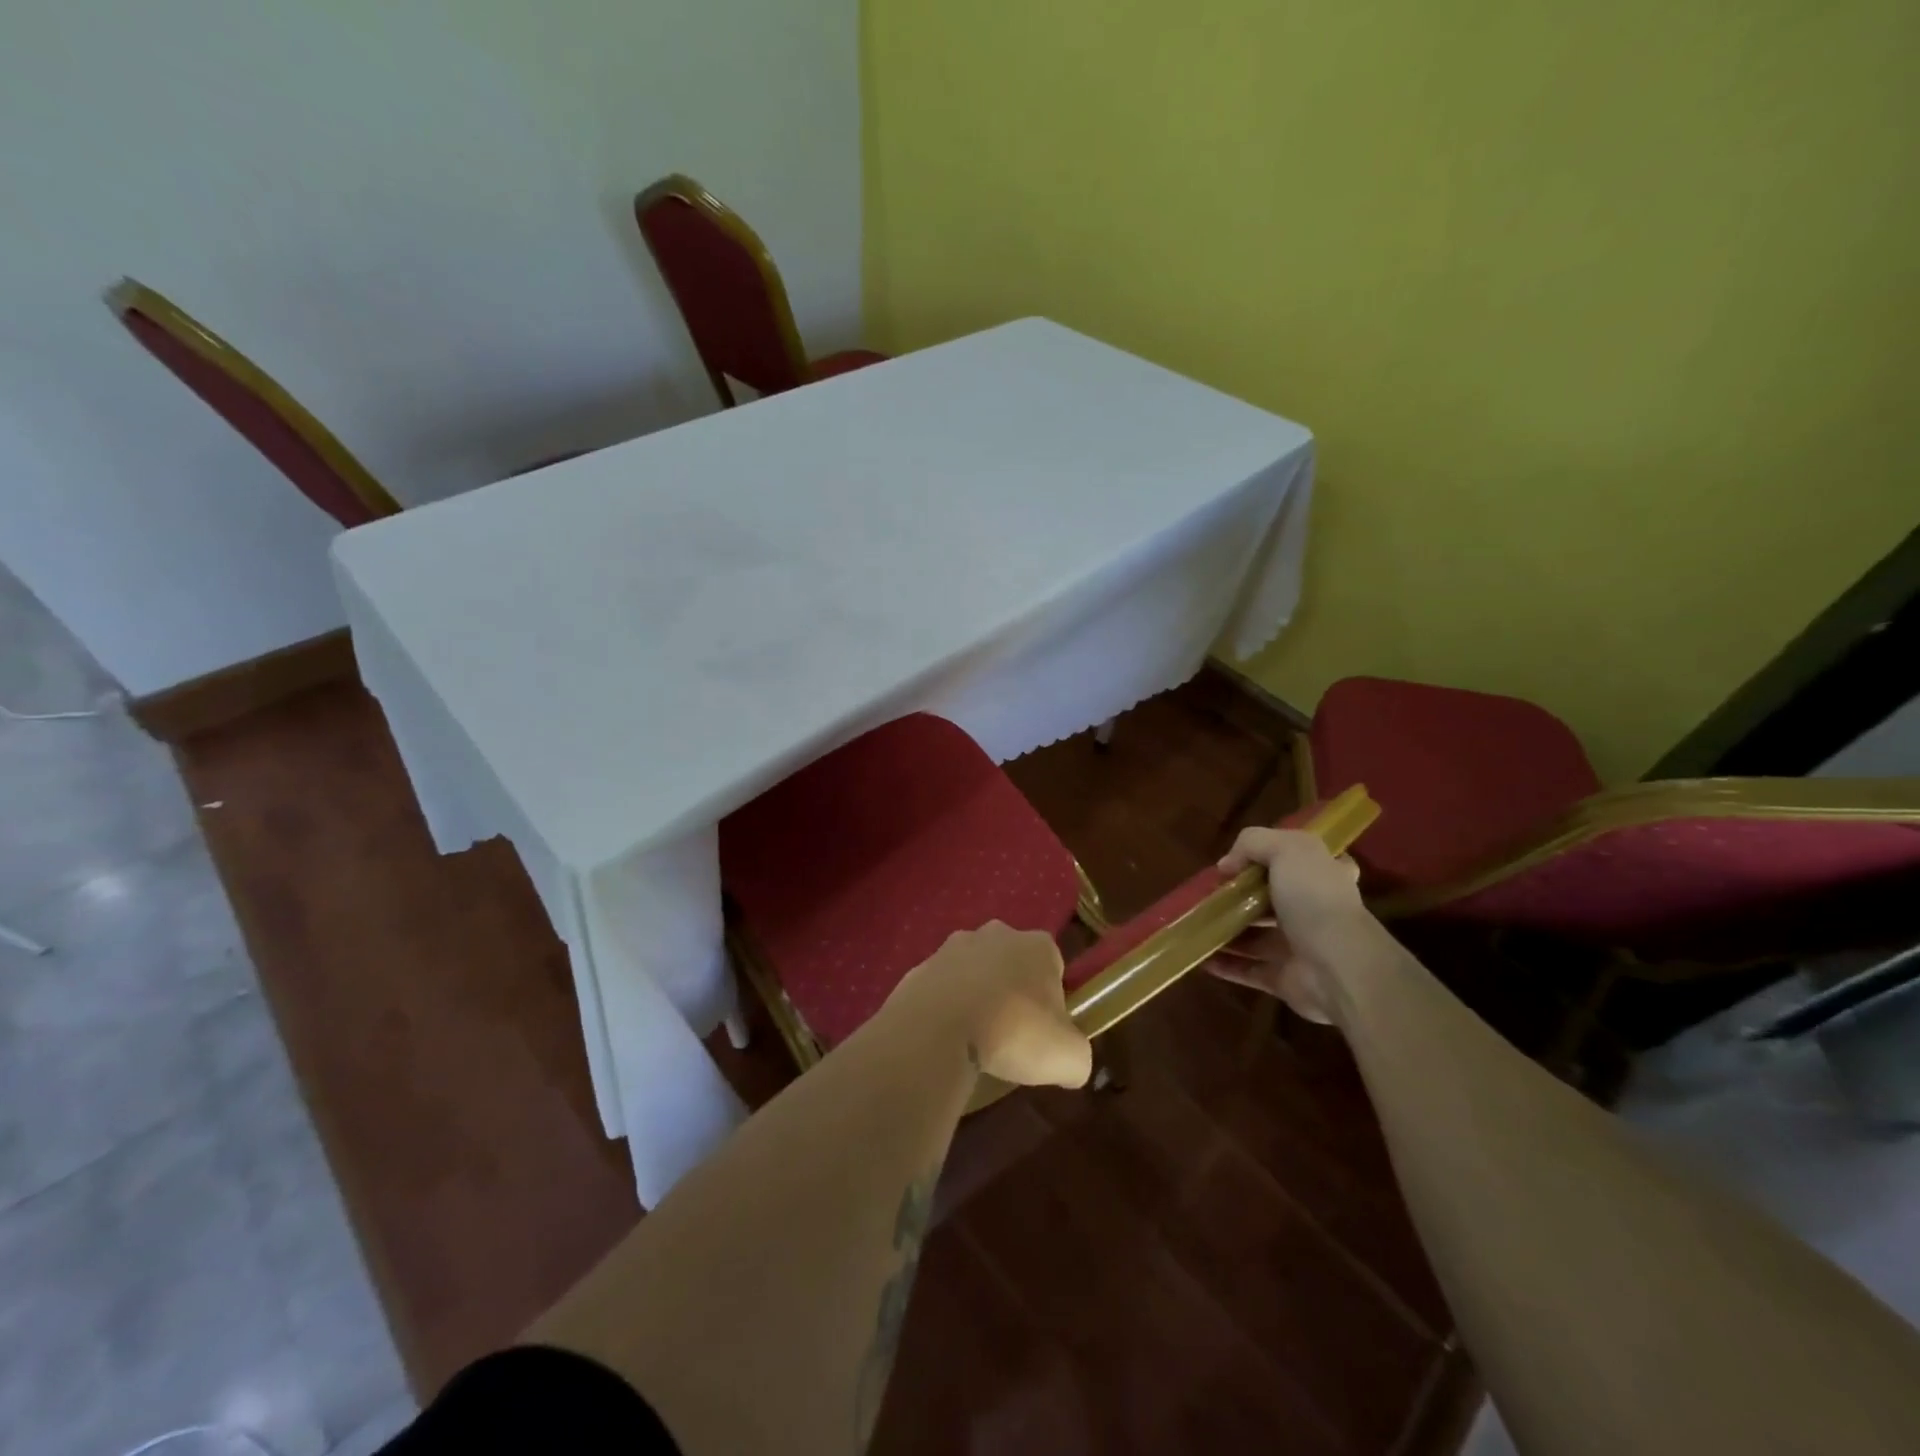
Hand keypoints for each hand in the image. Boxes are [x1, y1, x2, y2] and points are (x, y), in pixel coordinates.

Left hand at [884, 922, 1092, 1088]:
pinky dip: (945, 1008)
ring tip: (975, 1039)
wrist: (937, 1030)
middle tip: (1010, 1035)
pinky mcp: (921, 966)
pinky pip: (942, 988)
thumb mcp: (1068, 1058)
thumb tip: (1071, 1063)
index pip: (1054, 966)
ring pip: (974, 972)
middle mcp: (996, 934)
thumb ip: (1078, 1057)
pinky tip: (946, 1038)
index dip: (1052, 999)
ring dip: (977, 997)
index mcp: (1037, 946)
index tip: (1044, 1030)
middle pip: (1012, 964)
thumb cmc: (1013, 1032)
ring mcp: (953, 946)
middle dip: (1012, 992)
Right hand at [1205, 828, 1368, 1024]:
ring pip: (1255, 935)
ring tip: (1194, 922)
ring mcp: (1299, 946)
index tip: (1240, 862)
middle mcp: (1314, 910)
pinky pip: (1247, 969)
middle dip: (1240, 896)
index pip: (1302, 861)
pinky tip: (1199, 956)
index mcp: (1323, 877)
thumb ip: (1254, 843)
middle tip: (1209, 893)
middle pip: (1271, 898)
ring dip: (1226, 930)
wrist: (1338, 967)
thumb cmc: (1315, 900)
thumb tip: (1226, 865)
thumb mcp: (1287, 849)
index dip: (1273, 857)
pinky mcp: (1284, 977)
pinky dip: (1224, 964)